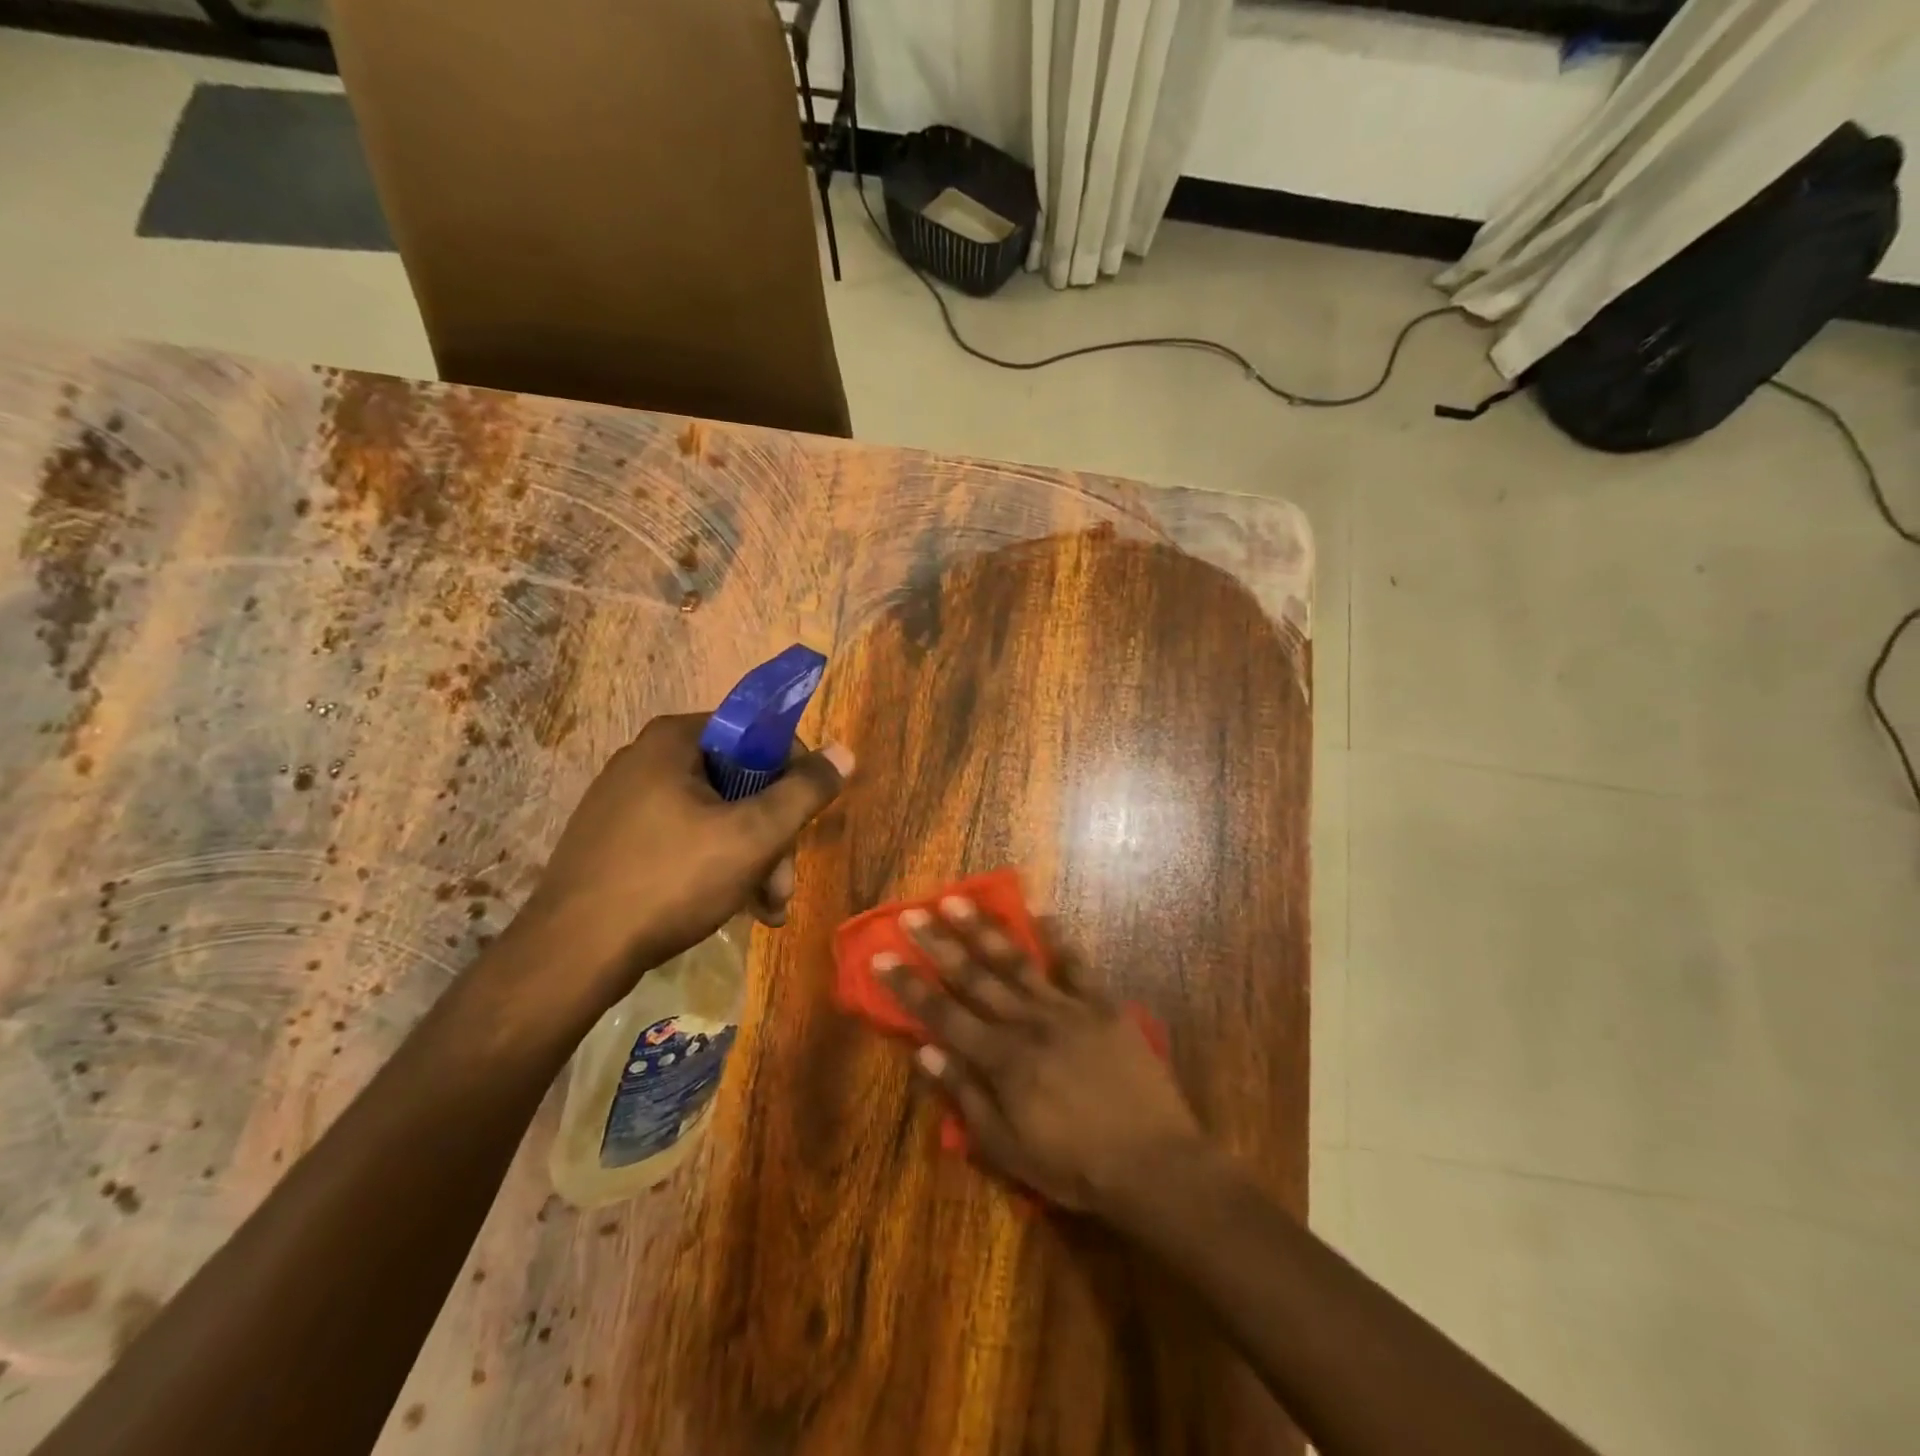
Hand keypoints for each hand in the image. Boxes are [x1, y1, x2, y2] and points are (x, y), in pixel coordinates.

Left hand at [517, 713, 851, 1011]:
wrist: (572, 956)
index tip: (804, 820)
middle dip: (773, 835)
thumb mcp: (753, 835)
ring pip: (715, 816)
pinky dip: (716, 867)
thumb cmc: (671, 880)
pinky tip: (736, 909)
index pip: (757, 734)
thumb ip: (805, 791)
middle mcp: (647, 759)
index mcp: (675, 740)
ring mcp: (626, 801)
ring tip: (768, 911)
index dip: (793, 773)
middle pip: (738, 782)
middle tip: (784, 886)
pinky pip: (684, 839)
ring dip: (752, 860)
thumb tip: (845, 752)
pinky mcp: (615, 841)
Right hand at [877, 897, 1200, 1213]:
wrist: (1152, 1163)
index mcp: (1001, 1060)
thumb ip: (965, 1097)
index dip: (909, 986)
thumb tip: (924, 1054)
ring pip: (1016, 961)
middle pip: (974, 977)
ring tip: (958, 899)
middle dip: (939, 944)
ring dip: (984, 929)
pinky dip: (1057, 935)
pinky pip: (1075, 963)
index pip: (942, 1015)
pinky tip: (1040, 908)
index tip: (882, 956)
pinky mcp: (1101, 1004)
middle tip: (912, 913)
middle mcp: (1027, 1023)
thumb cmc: (1074, 1166)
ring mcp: (1066, 1008)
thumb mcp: (1008, 1150)